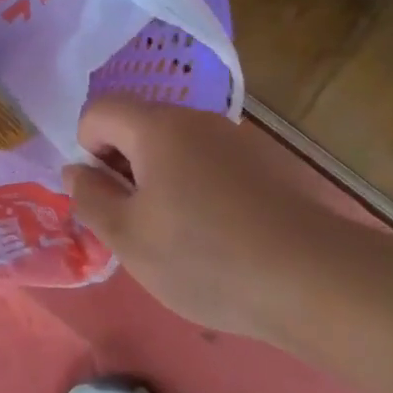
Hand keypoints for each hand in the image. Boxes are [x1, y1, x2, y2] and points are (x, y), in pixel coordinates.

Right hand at [64, 95, 336, 339]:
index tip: (106, 196)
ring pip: (176, 148)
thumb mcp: (127, 237)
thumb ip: (90, 198)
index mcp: (157, 127)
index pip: (99, 111)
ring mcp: (237, 141)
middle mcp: (197, 120)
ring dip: (159, 181)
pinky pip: (210, 165)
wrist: (317, 281)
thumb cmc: (205, 256)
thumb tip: (75, 171)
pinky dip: (196, 189)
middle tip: (135, 222)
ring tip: (176, 236)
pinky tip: (217, 237)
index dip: (86, 149)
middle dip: (123, 167)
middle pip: (138, 126)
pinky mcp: (267, 166)